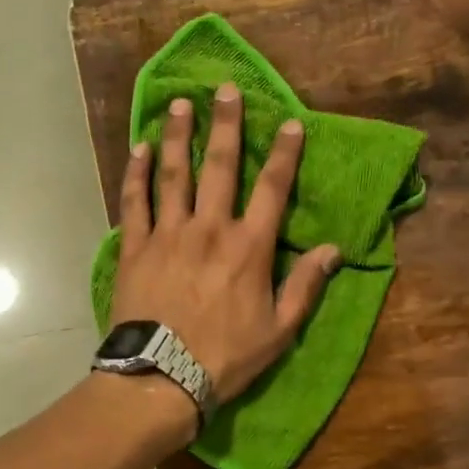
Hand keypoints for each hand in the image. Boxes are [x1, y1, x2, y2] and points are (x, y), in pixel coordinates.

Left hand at [110, 84, 340, 405]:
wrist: (161, 378)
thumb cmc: (225, 357)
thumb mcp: (279, 330)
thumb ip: (305, 286)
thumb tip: (334, 250)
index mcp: (249, 247)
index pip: (272, 189)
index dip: (284, 154)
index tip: (290, 123)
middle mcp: (209, 229)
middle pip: (219, 166)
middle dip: (225, 125)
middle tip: (224, 90)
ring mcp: (167, 234)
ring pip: (172, 174)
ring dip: (176, 136)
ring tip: (179, 104)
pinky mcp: (135, 247)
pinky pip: (134, 201)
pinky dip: (135, 173)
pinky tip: (137, 149)